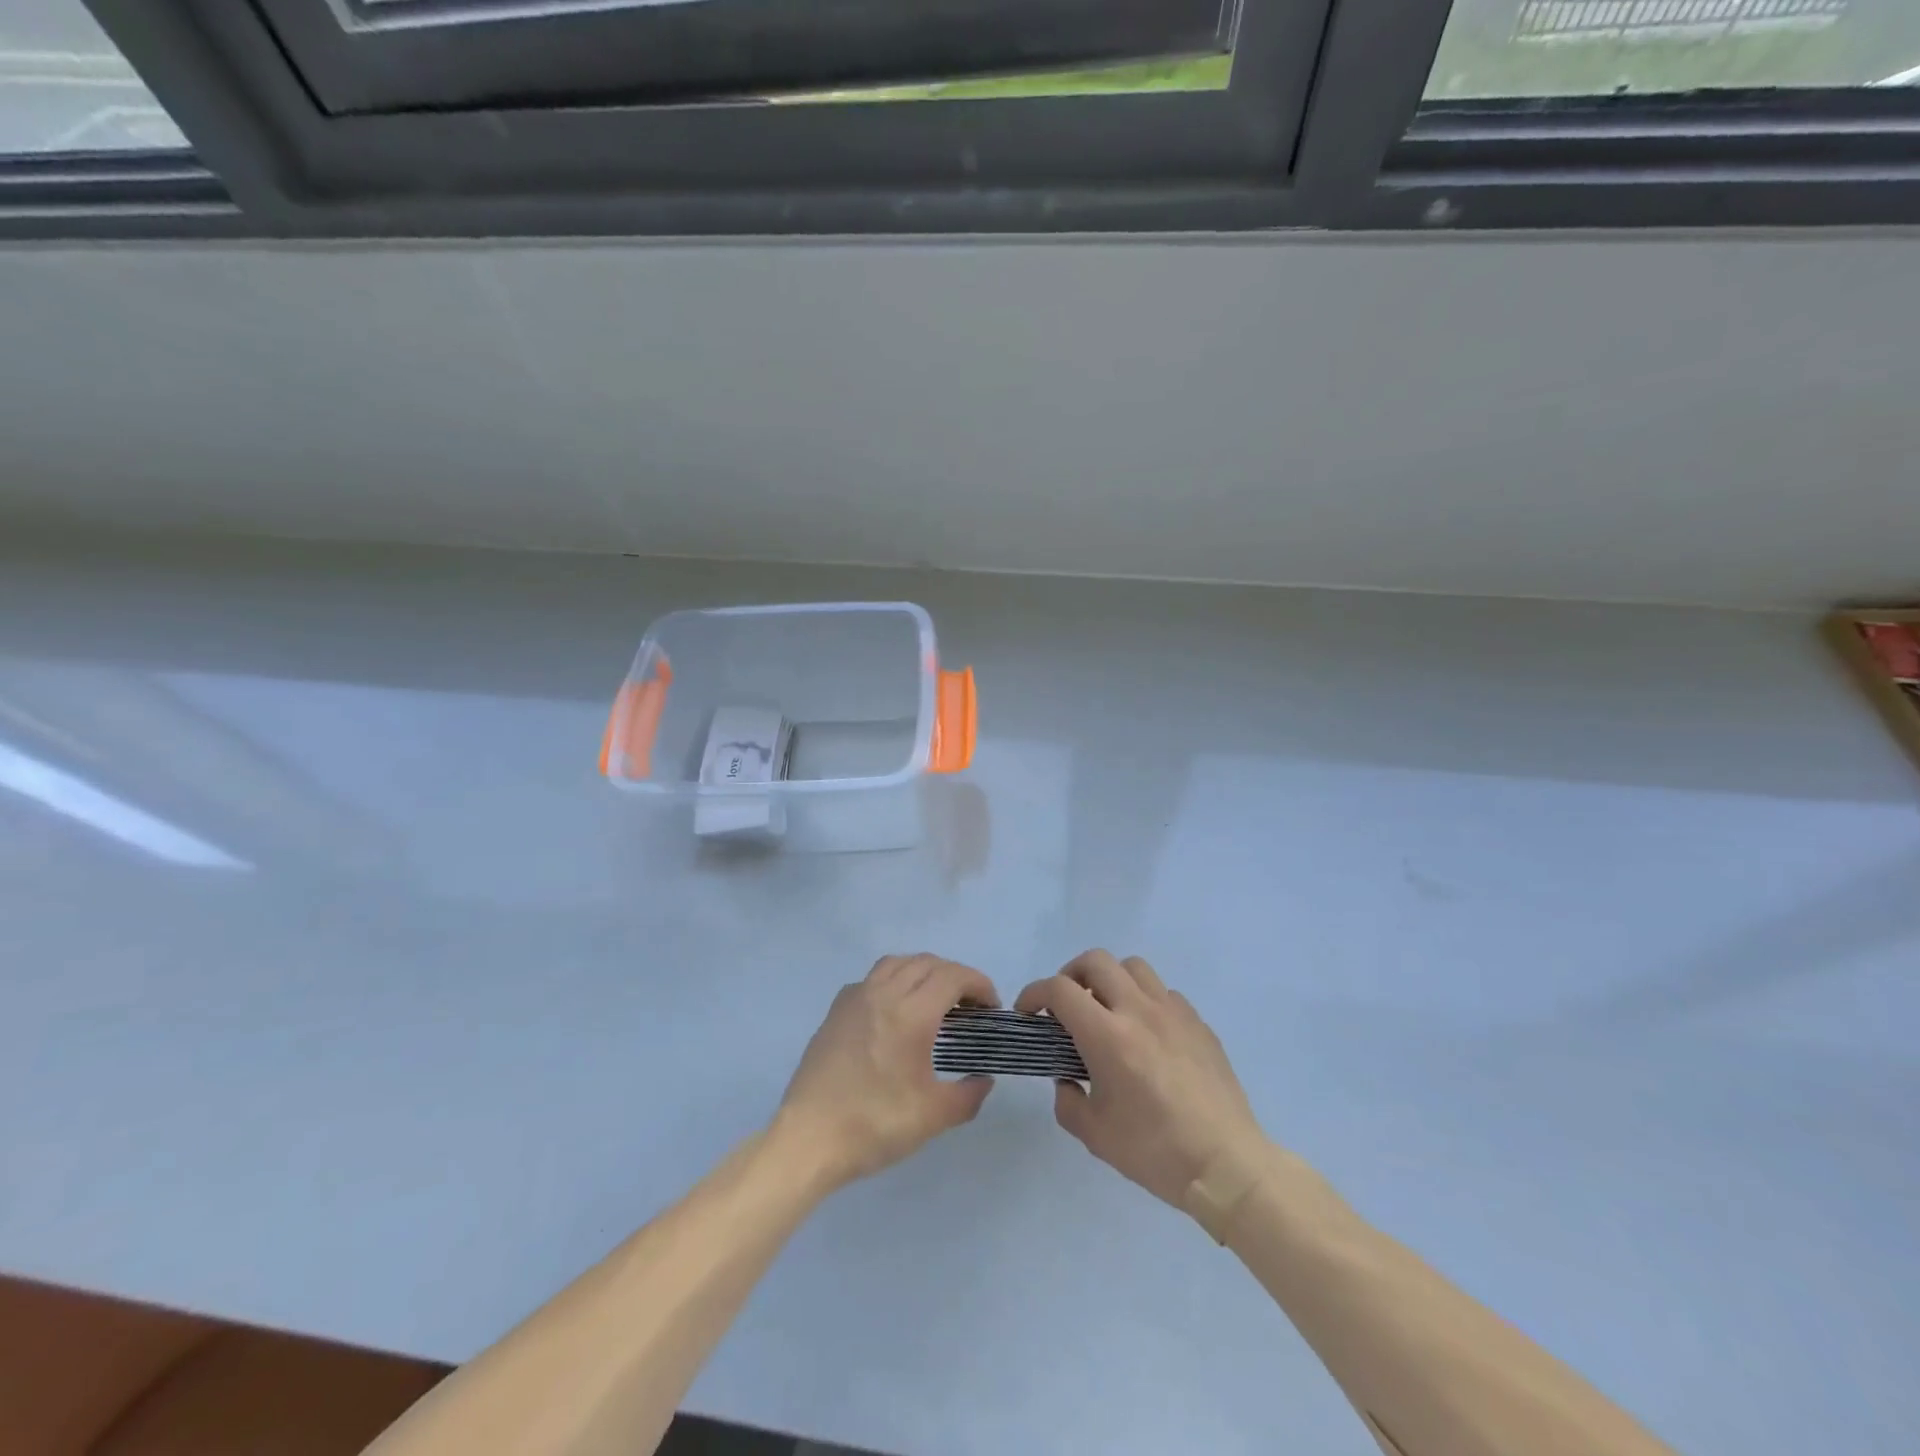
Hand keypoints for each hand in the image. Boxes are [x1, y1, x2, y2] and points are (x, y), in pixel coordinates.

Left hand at [775, 954, 998, 1190]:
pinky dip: (893, 981)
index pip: (953, 976)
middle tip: (969, 1005)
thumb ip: (968, 1095)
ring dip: (922, 971)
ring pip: (896, 963)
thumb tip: (983, 1080)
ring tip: (934, 999)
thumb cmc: (874, 1125)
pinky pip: (872, 978)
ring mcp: (855, 998)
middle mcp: (883, 993)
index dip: (978, 984)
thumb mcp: (933, 1117)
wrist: (809, 1139)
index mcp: (911, 1013)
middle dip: (955, 976)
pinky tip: (894, 1010)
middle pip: (927, 962)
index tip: (991, 1007)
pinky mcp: (835, 1011)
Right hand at [1017, 950, 1267, 1211]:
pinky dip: (1145, 1000)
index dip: (1035, 993)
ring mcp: (1173, 1012)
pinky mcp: (1198, 1023)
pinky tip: (1147, 1033)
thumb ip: (1068, 1101)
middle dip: (1070, 974)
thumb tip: (1068, 1080)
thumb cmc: (1155, 1152)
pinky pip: (1164, 992)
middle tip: (1066, 1005)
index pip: (1060, 989)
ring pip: (1133, 967)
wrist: (1226, 1165)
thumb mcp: (1095, 1135)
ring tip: (1107, 1010)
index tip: (1028, 1012)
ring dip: (1110, 979)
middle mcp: (1138, 1010)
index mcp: (1107, 1035)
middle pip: (1096, 961)